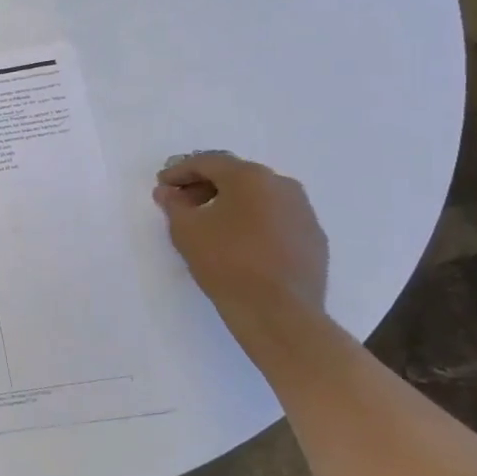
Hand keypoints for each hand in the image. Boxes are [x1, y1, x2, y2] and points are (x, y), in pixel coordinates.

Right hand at [152, 152, 328, 334]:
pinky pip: (277, 218)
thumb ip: (173, 204)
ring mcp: (303, 211)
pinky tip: (241, 242)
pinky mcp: (314, 238)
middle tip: (183, 202)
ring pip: (260, 196)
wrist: (280, 313)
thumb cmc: (226, 262)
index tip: (162, 185)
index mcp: (250, 176)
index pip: (207, 162)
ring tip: (211, 223)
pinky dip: (255, 221)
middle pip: (236, 176)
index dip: (179, 171)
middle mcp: (281, 185)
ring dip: (232, 203)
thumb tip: (167, 191)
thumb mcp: (186, 230)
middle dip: (206, 186)